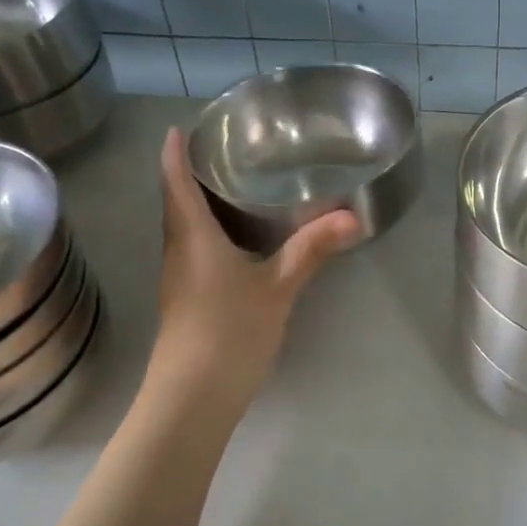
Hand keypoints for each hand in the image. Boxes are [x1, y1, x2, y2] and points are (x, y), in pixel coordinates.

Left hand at [152, 126, 361, 405]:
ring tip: (231, 185)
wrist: (192, 398)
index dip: (174, 153)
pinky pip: (193, 249)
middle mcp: (179, 250)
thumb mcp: (277, 286)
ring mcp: (180, 278)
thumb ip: (312, 249)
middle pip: (176, 202)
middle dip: (189, 174)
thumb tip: (352, 217)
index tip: (180, 127)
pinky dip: (208, 231)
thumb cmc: (228, 331)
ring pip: (184, 228)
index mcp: (193, 237)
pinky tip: (236, 238)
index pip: (175, 182)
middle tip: (221, 150)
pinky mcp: (187, 299)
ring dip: (197, 203)